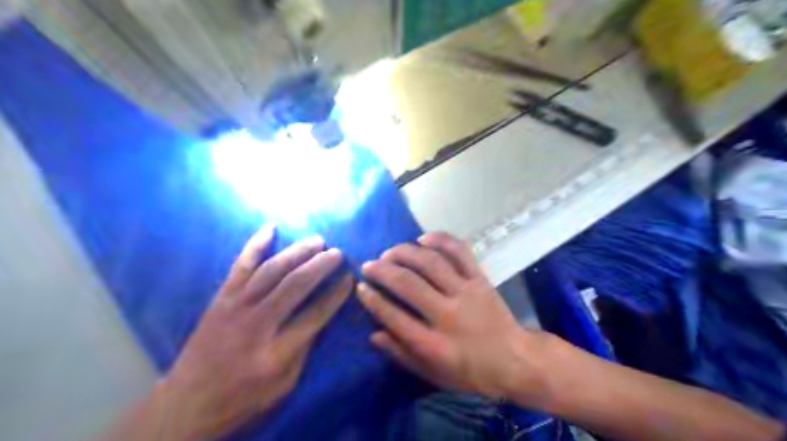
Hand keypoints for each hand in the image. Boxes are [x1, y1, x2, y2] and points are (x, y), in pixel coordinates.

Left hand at [153, 226, 350, 438]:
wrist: (186, 404)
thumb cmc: (242, 398)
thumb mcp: (284, 385)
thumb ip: (304, 349)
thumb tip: (320, 315)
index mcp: (276, 352)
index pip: (315, 315)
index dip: (336, 295)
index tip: (350, 279)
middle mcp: (257, 324)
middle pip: (295, 285)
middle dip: (320, 265)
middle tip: (338, 253)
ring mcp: (235, 307)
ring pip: (272, 270)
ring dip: (298, 252)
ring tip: (318, 240)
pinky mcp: (221, 299)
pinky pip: (240, 265)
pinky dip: (255, 244)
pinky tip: (270, 228)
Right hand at [359, 234, 548, 402]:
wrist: (516, 360)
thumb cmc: (471, 372)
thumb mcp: (434, 375)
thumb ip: (402, 354)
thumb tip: (374, 334)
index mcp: (435, 345)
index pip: (394, 317)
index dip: (373, 300)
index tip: (361, 287)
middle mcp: (448, 314)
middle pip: (408, 284)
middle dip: (383, 270)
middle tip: (369, 265)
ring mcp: (466, 292)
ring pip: (430, 263)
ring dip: (405, 253)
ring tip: (390, 252)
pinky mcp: (480, 279)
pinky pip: (460, 252)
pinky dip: (440, 240)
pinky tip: (423, 238)